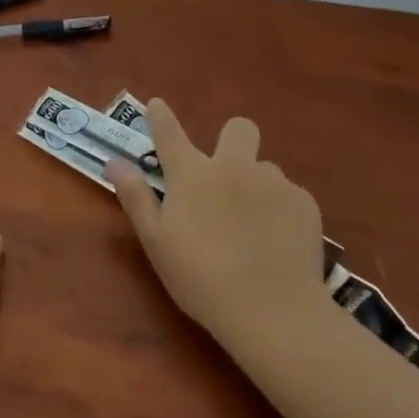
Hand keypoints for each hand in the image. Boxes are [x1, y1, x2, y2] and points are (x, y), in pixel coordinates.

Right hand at [106, 100, 333, 353]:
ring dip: (256, 185)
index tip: (157, 106)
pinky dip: (281, 211)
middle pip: (238, 128)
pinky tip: (278, 242)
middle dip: (232, 140)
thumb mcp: (156, 243)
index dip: (160, 116)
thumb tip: (114, 162)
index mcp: (192, 174)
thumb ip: (136, 197)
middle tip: (227, 176)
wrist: (273, 312)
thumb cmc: (202, 279)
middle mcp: (233, 166)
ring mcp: (272, 182)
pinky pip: (289, 195)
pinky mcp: (304, 203)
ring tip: (254, 226)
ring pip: (265, 167)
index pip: (169, 132)